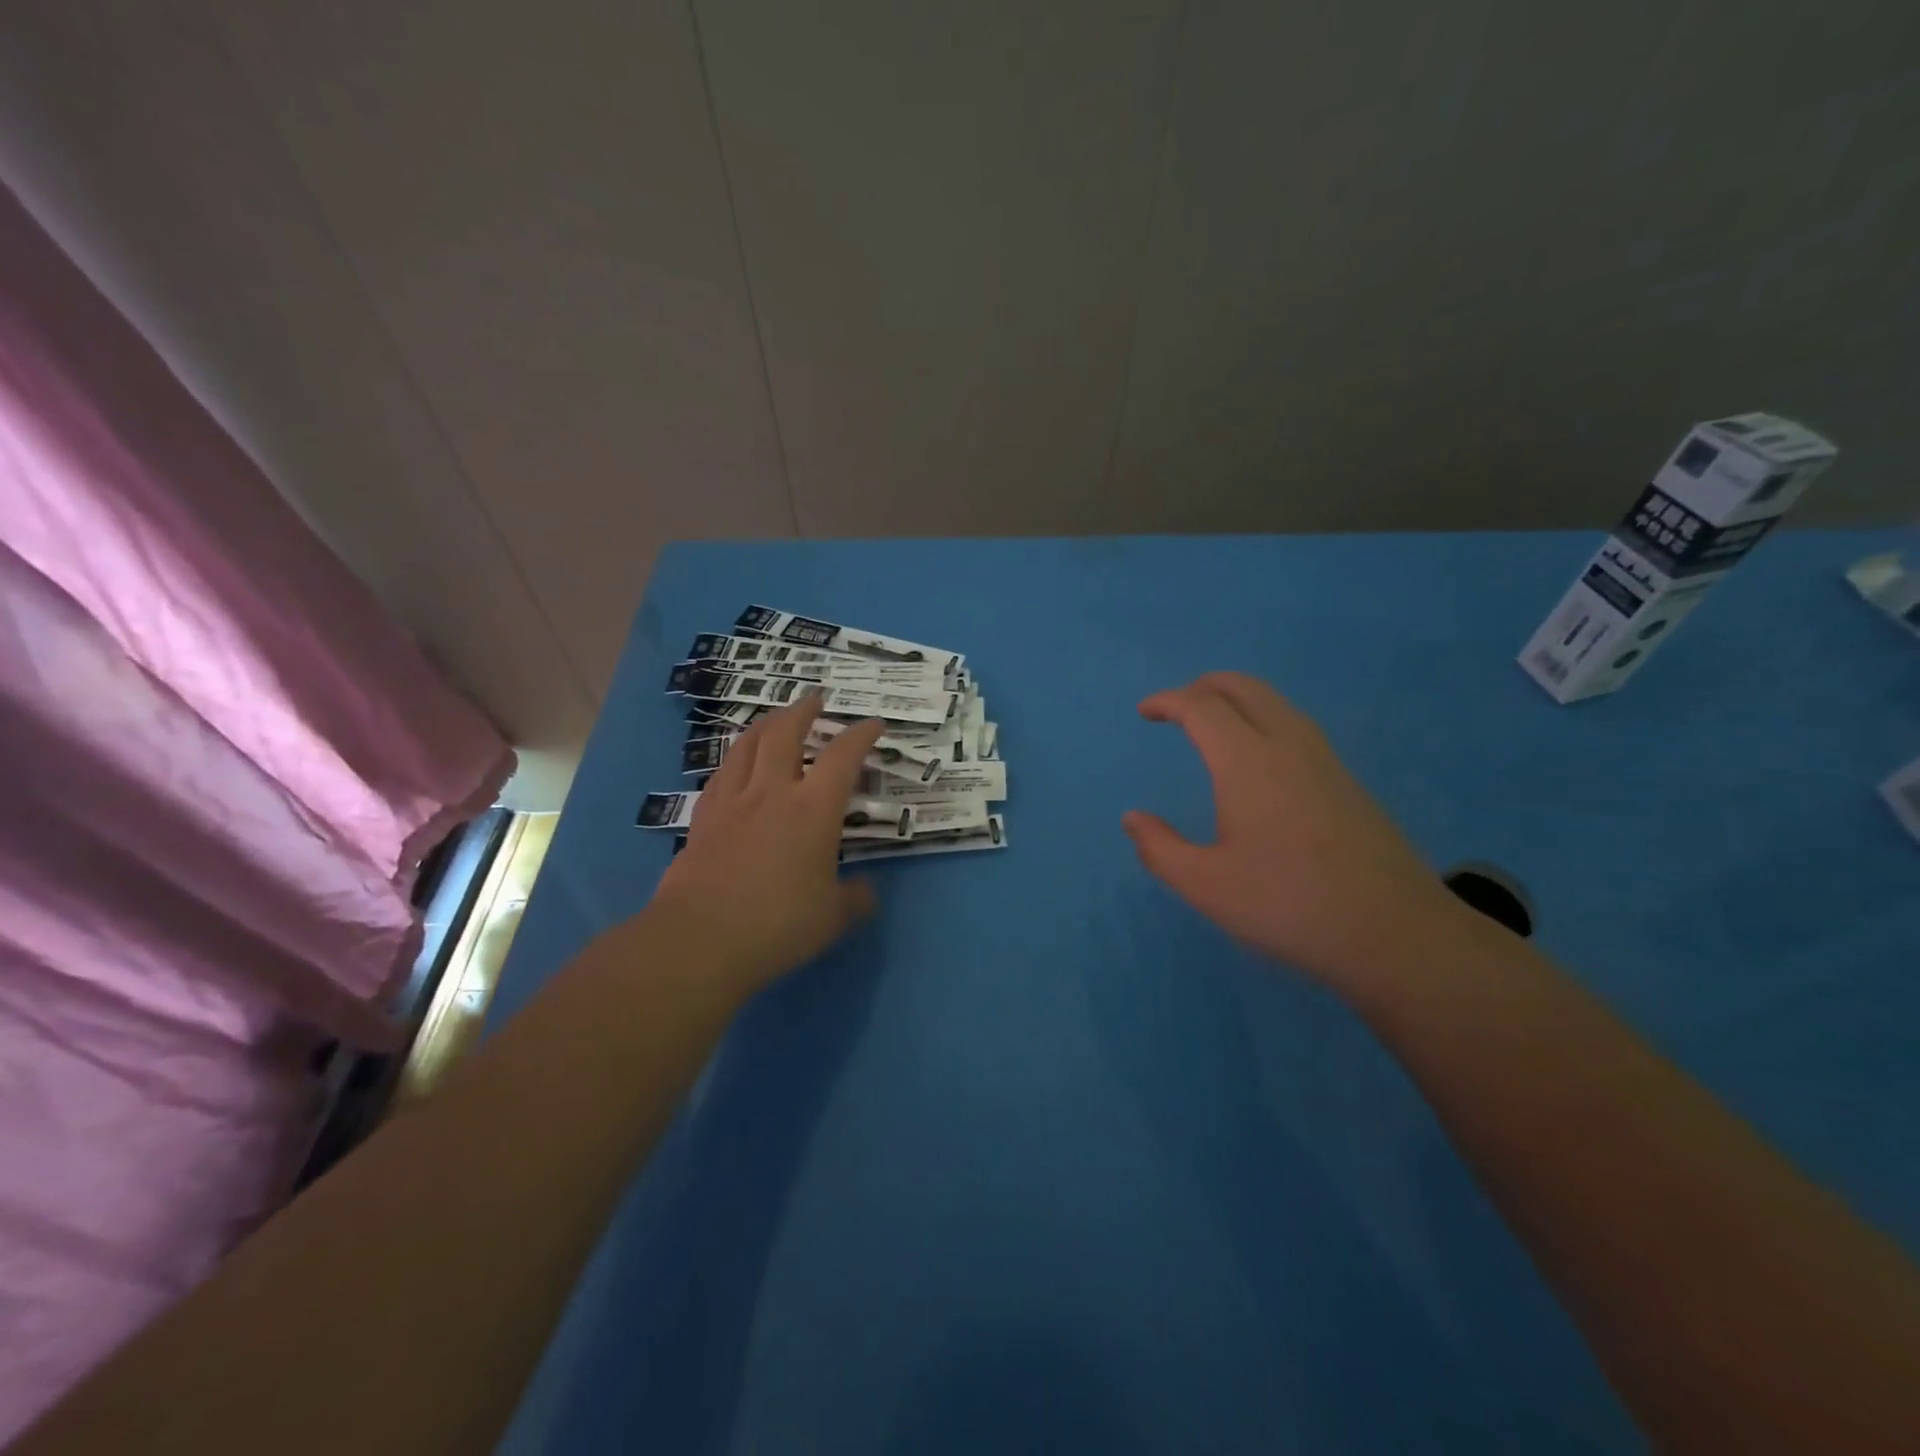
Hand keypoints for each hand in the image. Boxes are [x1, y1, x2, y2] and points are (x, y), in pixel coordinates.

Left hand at [651, 691, 886, 993]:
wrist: (700, 938)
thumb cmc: (777, 923)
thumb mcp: (832, 917)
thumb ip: (855, 899)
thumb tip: (866, 893)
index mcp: (813, 809)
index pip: (843, 757)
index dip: (860, 735)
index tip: (873, 724)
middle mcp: (772, 792)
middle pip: (785, 733)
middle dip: (803, 710)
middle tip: (814, 699)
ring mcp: (733, 801)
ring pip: (747, 745)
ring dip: (766, 724)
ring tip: (775, 719)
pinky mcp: (703, 818)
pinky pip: (722, 774)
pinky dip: (736, 759)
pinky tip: (737, 765)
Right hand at [1124, 672, 1464, 985]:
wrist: (1395, 933)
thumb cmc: (1289, 905)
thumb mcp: (1207, 887)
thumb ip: (1160, 849)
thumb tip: (1133, 819)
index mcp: (1247, 763)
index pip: (1202, 707)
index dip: (1168, 701)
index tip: (1144, 712)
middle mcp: (1288, 746)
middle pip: (1244, 687)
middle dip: (1203, 686)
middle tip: (1176, 706)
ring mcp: (1324, 761)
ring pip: (1275, 703)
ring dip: (1237, 699)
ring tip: (1212, 725)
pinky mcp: (1347, 781)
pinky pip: (1295, 726)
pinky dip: (1262, 719)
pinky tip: (1257, 759)